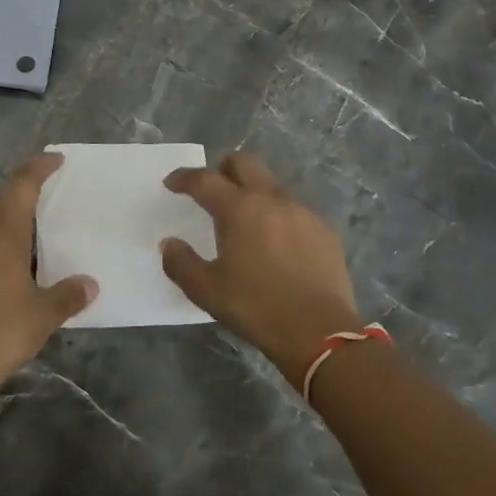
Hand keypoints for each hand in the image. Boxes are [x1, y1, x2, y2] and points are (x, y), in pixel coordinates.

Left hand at [0, 153, 97, 401]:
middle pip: (0, 197)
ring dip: (8, 217)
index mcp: (1, 230)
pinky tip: (15, 261)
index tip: (56, 159)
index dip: (39, 167)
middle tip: (51, 197)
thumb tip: (89, 285)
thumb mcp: (43, 313)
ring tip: (36, 230)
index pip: (21, 184)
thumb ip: (68, 294)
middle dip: (23, 191)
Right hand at [160, 153, 362, 387]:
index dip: (183, 178)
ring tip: (245, 222)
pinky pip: (295, 211)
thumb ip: (181, 262)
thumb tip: (170, 243)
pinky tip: (277, 245)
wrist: (321, 332)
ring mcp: (303, 212)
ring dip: (253, 193)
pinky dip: (278, 217)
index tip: (171, 183)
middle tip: (212, 190)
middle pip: (244, 163)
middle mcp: (272, 199)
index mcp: (239, 208)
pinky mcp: (325, 231)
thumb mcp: (206, 291)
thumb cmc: (257, 308)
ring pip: (271, 186)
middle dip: (223, 169)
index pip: (204, 179)